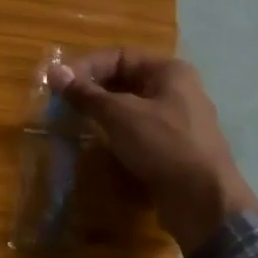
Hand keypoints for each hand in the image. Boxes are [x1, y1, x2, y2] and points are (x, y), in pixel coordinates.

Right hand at [48, 49, 257, 254]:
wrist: (203, 201)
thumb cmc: (163, 145)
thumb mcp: (120, 115)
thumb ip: (87, 94)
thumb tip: (55, 72)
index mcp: (170, 72)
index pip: (120, 56)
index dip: (87, 66)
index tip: (58, 84)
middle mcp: (177, 92)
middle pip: (127, 82)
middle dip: (93, 92)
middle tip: (63, 106)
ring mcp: (178, 124)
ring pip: (132, 111)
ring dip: (104, 117)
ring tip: (76, 127)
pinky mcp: (174, 152)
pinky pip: (140, 136)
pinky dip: (118, 138)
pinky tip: (100, 150)